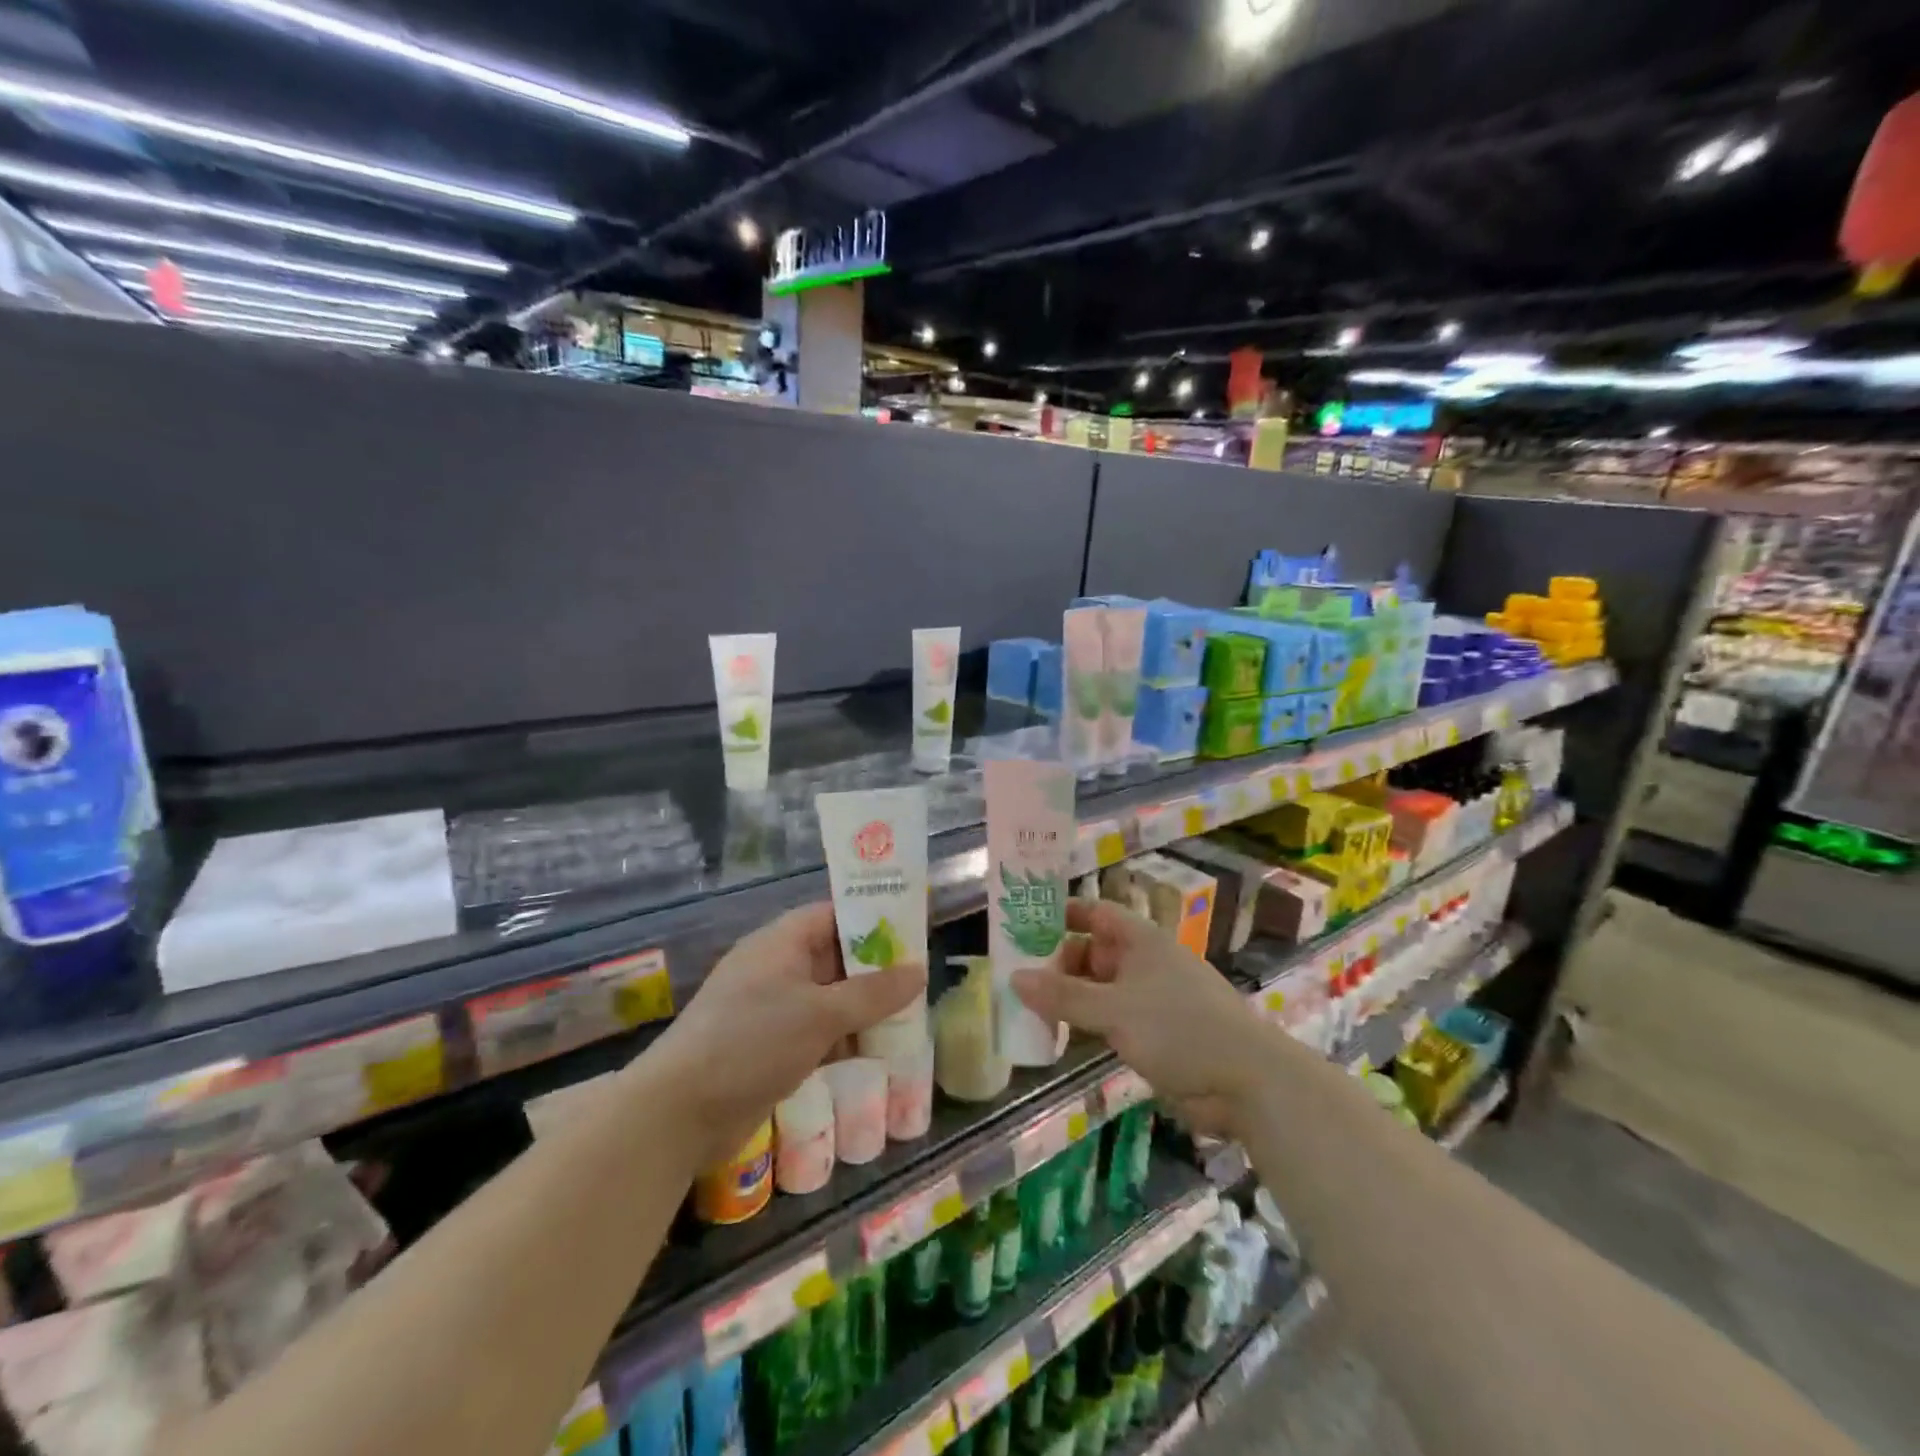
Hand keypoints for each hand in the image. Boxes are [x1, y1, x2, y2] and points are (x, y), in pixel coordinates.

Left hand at [649, 902, 925, 1167]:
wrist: (679, 1113)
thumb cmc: (752, 1043)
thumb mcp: (820, 1014)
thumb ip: (873, 993)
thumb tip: (918, 971)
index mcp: (782, 942)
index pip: (834, 914)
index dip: (873, 918)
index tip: (913, 930)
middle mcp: (777, 967)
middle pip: (835, 957)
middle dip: (876, 968)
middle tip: (921, 978)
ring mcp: (772, 1008)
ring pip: (830, 997)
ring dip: (864, 1007)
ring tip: (911, 1016)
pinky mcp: (770, 1046)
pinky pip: (818, 1030)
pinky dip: (845, 1037)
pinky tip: (878, 1051)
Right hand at [1013, 899, 1269, 1138]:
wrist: (1247, 1082)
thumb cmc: (1179, 1028)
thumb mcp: (1114, 1010)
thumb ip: (1063, 996)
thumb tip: (1014, 978)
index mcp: (1140, 940)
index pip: (1094, 913)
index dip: (1061, 915)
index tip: (1024, 925)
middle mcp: (1144, 963)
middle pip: (1092, 951)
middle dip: (1057, 963)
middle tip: (1016, 979)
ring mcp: (1150, 999)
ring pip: (1099, 988)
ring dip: (1069, 997)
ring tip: (1027, 1008)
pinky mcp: (1155, 1034)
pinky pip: (1110, 1019)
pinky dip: (1086, 1023)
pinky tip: (1059, 1037)